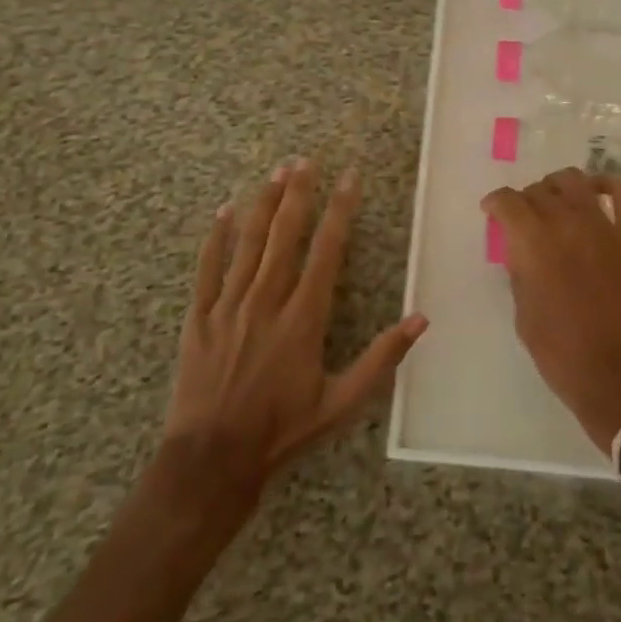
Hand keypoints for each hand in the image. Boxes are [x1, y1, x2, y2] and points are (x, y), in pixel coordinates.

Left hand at [156, 159, 427, 513]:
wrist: (211, 461)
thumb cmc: (282, 431)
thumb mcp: (341, 402)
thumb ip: (382, 358)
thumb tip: (421, 318)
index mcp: (303, 317)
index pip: (327, 250)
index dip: (340, 210)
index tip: (349, 178)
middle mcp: (266, 300)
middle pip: (285, 234)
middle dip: (298, 193)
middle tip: (306, 160)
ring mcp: (229, 305)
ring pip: (248, 242)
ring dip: (264, 204)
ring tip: (276, 172)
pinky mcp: (199, 317)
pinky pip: (207, 268)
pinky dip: (216, 237)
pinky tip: (225, 211)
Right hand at [481, 169, 620, 449]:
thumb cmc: (563, 355)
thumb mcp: (523, 314)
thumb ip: (520, 272)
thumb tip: (522, 250)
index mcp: (533, 243)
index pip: (507, 202)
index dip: (495, 203)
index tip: (492, 212)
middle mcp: (567, 223)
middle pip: (540, 190)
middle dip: (526, 200)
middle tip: (525, 218)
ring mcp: (605, 225)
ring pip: (575, 181)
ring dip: (559, 187)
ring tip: (557, 202)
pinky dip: (608, 184)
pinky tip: (597, 193)